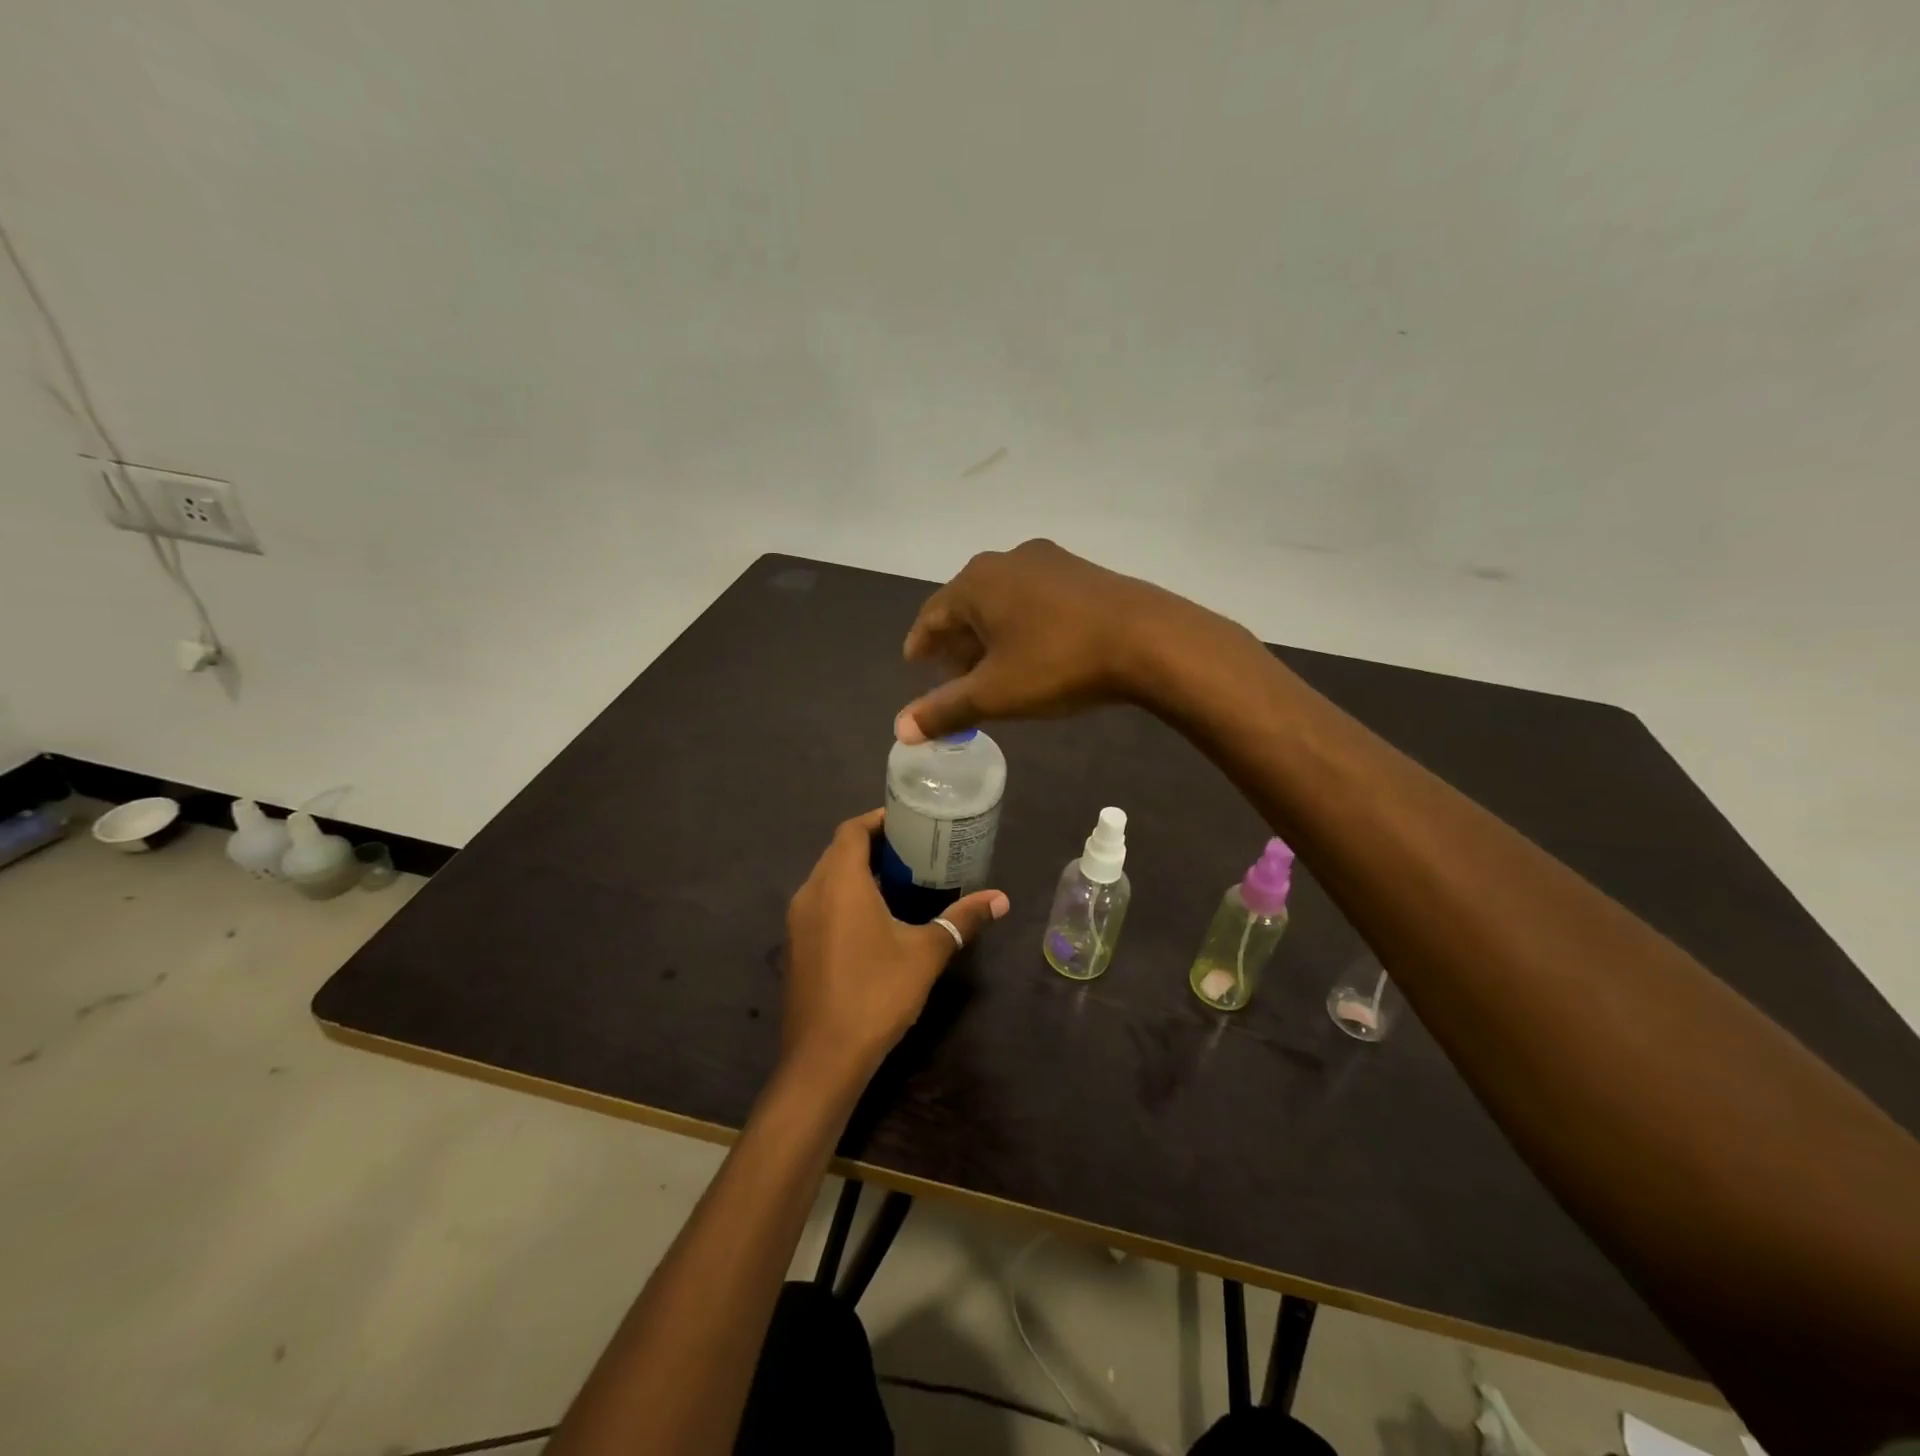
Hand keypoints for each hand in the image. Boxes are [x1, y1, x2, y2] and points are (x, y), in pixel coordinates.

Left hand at [781, 809, 1008, 1089]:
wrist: (824, 1057)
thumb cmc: (877, 993)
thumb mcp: (927, 953)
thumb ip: (962, 920)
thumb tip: (1001, 899)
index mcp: (839, 882)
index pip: (852, 830)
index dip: (878, 820)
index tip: (908, 822)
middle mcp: (811, 892)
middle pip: (838, 851)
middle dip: (872, 845)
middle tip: (911, 850)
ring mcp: (798, 921)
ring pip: (827, 879)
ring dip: (857, 872)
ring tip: (898, 881)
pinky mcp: (796, 946)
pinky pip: (819, 904)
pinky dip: (843, 897)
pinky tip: (873, 919)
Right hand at [897, 539, 1241, 742]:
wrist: (1148, 639)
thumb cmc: (1058, 663)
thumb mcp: (996, 693)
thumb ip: (945, 709)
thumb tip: (900, 730)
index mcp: (977, 582)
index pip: (932, 614)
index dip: (921, 643)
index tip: (915, 664)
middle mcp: (1008, 560)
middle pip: (968, 605)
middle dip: (957, 643)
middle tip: (954, 677)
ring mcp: (1049, 561)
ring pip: (1004, 601)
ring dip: (991, 634)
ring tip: (993, 668)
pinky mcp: (1083, 572)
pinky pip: (1035, 599)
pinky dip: (1023, 625)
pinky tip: (1036, 651)